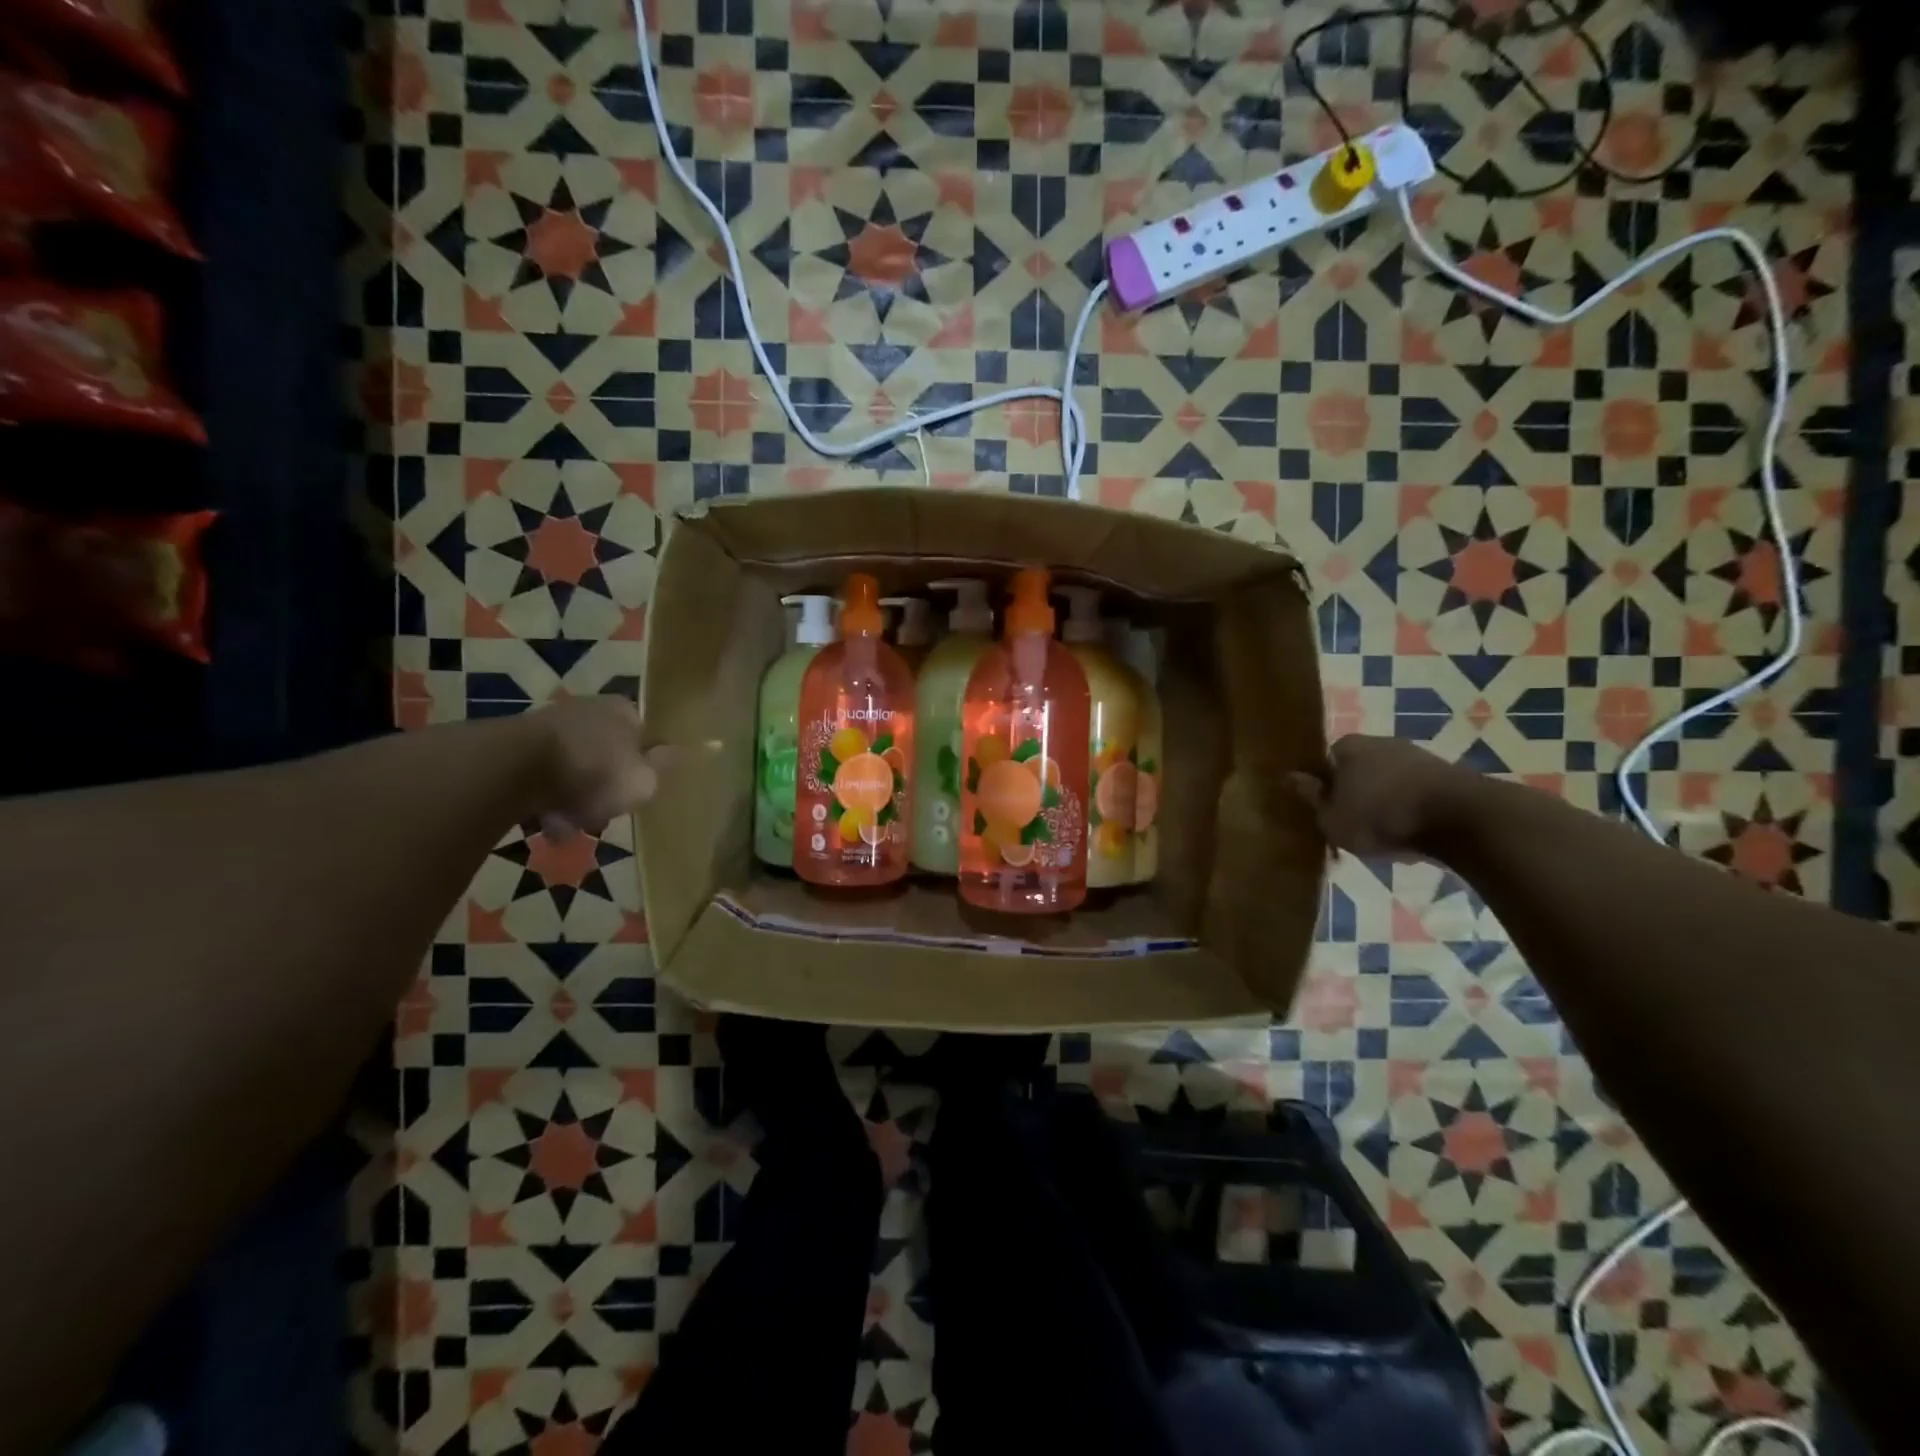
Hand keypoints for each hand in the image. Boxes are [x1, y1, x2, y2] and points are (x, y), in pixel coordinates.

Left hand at [527, 697, 659, 831]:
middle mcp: (590, 710)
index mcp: (625, 712)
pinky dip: (545, 798)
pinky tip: (543, 821)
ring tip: (567, 827)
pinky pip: (542, 776)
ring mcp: (551, 725)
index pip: (644, 737)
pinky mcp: (516, 744)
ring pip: (573, 767)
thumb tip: (680, 750)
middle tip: (601, 816)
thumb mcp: (643, 779)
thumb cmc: (594, 773)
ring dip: (572, 797)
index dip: (642, 768)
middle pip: (606, 754)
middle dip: (603, 787)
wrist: (514, 767)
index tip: (634, 794)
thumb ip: (662, 767)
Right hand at [1288, 735, 1477, 857]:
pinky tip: (1412, 831)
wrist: (1459, 818)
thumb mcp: (1332, 818)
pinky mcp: (1448, 775)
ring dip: (1386, 800)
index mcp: (1348, 746)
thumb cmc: (1380, 817)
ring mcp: (1418, 755)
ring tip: (1384, 832)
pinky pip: (1417, 791)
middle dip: (1356, 791)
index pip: (1326, 759)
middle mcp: (1381, 742)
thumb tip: (1290, 777)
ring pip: (1390, 779)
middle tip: (1353, 822)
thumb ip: (1313, 798)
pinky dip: (1412, 807)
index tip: (1326, 808)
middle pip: (1359, 767)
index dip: (1325, 784)